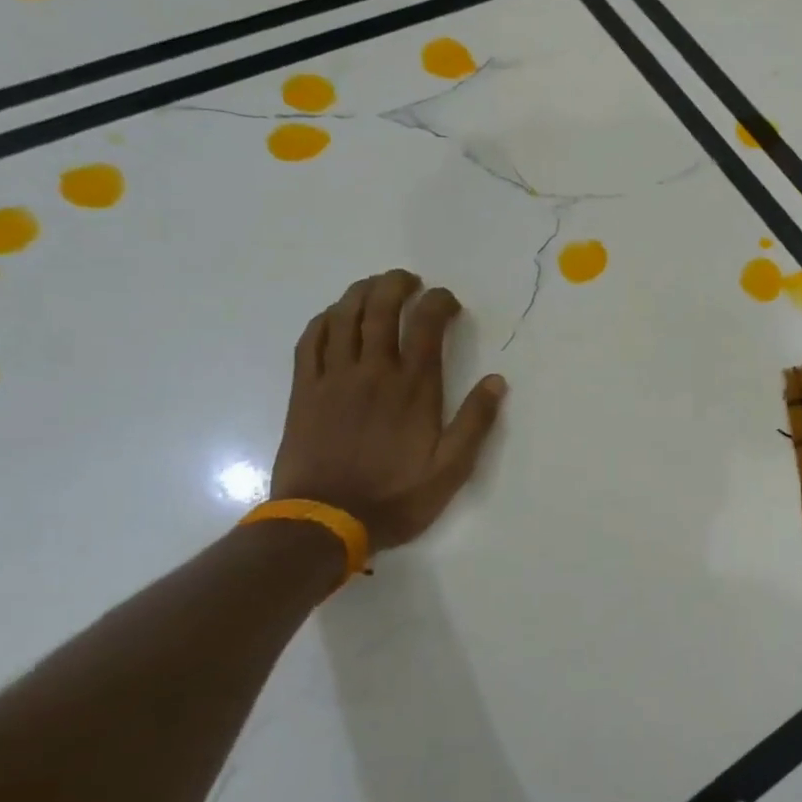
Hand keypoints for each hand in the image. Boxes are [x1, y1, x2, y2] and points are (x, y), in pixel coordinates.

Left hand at [270, 270, 505, 552]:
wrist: (325, 521)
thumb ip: (475, 423)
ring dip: (360, 293)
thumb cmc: (395, 497)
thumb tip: (496, 381)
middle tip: (409, 280)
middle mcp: (373, 372)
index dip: (438, 302)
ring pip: (344, 318)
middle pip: (380, 309)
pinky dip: (323, 321)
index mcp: (413, 388)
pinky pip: (310, 342)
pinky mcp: (305, 392)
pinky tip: (333, 316)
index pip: (426, 325)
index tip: (448, 301)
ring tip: (374, 286)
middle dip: (396, 285)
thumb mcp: (451, 469)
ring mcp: (334, 379)